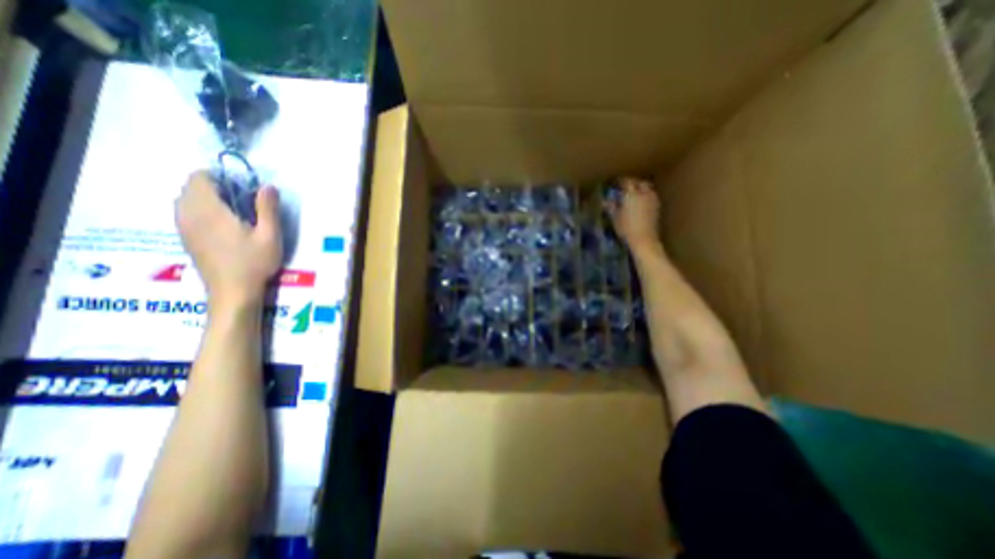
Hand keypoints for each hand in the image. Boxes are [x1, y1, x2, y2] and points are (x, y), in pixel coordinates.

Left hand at [175, 169, 281, 309]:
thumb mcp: (270, 235)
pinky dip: (201, 211)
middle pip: (191, 187)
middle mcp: (188, 214)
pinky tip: (223, 226)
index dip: (221, 177)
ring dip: (207, 199)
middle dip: (215, 187)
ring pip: (186, 200)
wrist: (233, 291)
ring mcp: (183, 227)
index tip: (244, 189)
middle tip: (244, 202)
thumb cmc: (254, 262)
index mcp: (208, 210)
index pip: (200, 177)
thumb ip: (268, 209)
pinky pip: (185, 213)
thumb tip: (268, 186)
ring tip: (235, 214)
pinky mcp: (185, 238)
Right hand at [608, 177, 657, 253]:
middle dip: (633, 183)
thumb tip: (605, 200)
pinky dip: (646, 196)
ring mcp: (653, 200)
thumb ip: (611, 207)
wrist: (644, 239)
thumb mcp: (615, 218)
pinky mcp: (657, 207)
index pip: (627, 182)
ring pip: (647, 189)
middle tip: (625, 187)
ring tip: (634, 194)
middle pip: (640, 183)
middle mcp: (644, 194)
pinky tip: (641, 203)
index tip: (615, 182)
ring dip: (641, 189)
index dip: (621, 181)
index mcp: (632, 194)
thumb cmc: (626, 228)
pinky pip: (651, 196)